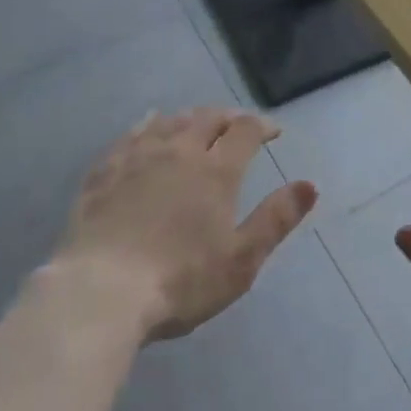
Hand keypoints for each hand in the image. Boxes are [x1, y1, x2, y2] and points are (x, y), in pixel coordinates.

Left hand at [55, 107, 317, 341]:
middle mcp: (180, 151)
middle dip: (228, 117)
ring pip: (170, 121)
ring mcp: (138, 157)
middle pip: (208, 118)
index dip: (262, 126)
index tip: (273, 132)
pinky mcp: (105, 171)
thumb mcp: (241, 260)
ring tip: (198, 122)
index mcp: (216, 171)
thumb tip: (310, 185)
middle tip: (237, 125)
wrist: (100, 293)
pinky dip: (147, 125)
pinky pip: (130, 135)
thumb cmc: (180, 281)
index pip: (245, 131)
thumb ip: (276, 219)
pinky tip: (148, 126)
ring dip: (190, 117)